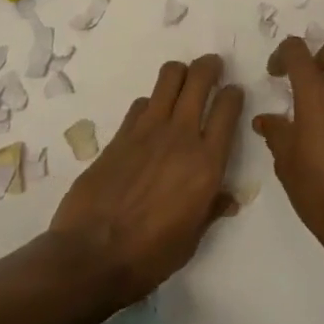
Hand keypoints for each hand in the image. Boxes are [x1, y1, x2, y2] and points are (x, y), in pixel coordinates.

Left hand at [48, 54, 243, 306]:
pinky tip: (150, 117)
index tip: (233, 94)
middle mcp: (182, 135)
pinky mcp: (120, 134)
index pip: (228, 107)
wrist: (90, 257)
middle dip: (209, 66)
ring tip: (183, 80)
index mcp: (207, 163)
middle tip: (212, 68)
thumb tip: (228, 199)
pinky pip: (141, 102)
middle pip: (200, 78)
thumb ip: (211, 210)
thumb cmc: (149, 257)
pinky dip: (151, 103)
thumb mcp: (191, 240)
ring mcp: (148, 130)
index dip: (234, 94)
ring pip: (169, 77)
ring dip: (180, 73)